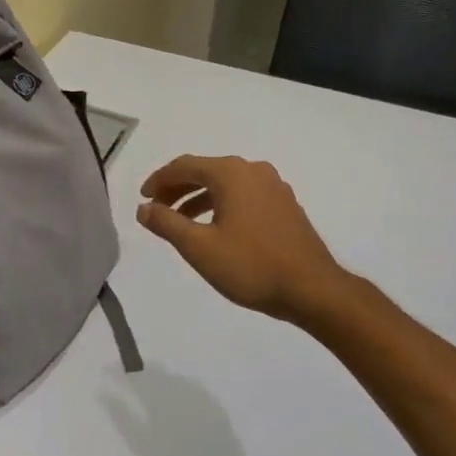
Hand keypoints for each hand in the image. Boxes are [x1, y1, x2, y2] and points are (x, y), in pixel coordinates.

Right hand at [136, 155, 348, 324]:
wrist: (312, 288)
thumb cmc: (251, 266)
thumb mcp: (199, 247)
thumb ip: (167, 223)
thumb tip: (144, 208)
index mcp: (232, 173)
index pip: (185, 166)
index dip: (159, 180)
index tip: (142, 198)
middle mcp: (254, 170)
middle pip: (206, 171)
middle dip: (178, 189)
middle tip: (157, 210)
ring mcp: (274, 187)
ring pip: (226, 184)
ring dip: (199, 198)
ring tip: (181, 223)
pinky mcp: (285, 205)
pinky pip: (244, 196)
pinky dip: (222, 205)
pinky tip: (215, 229)